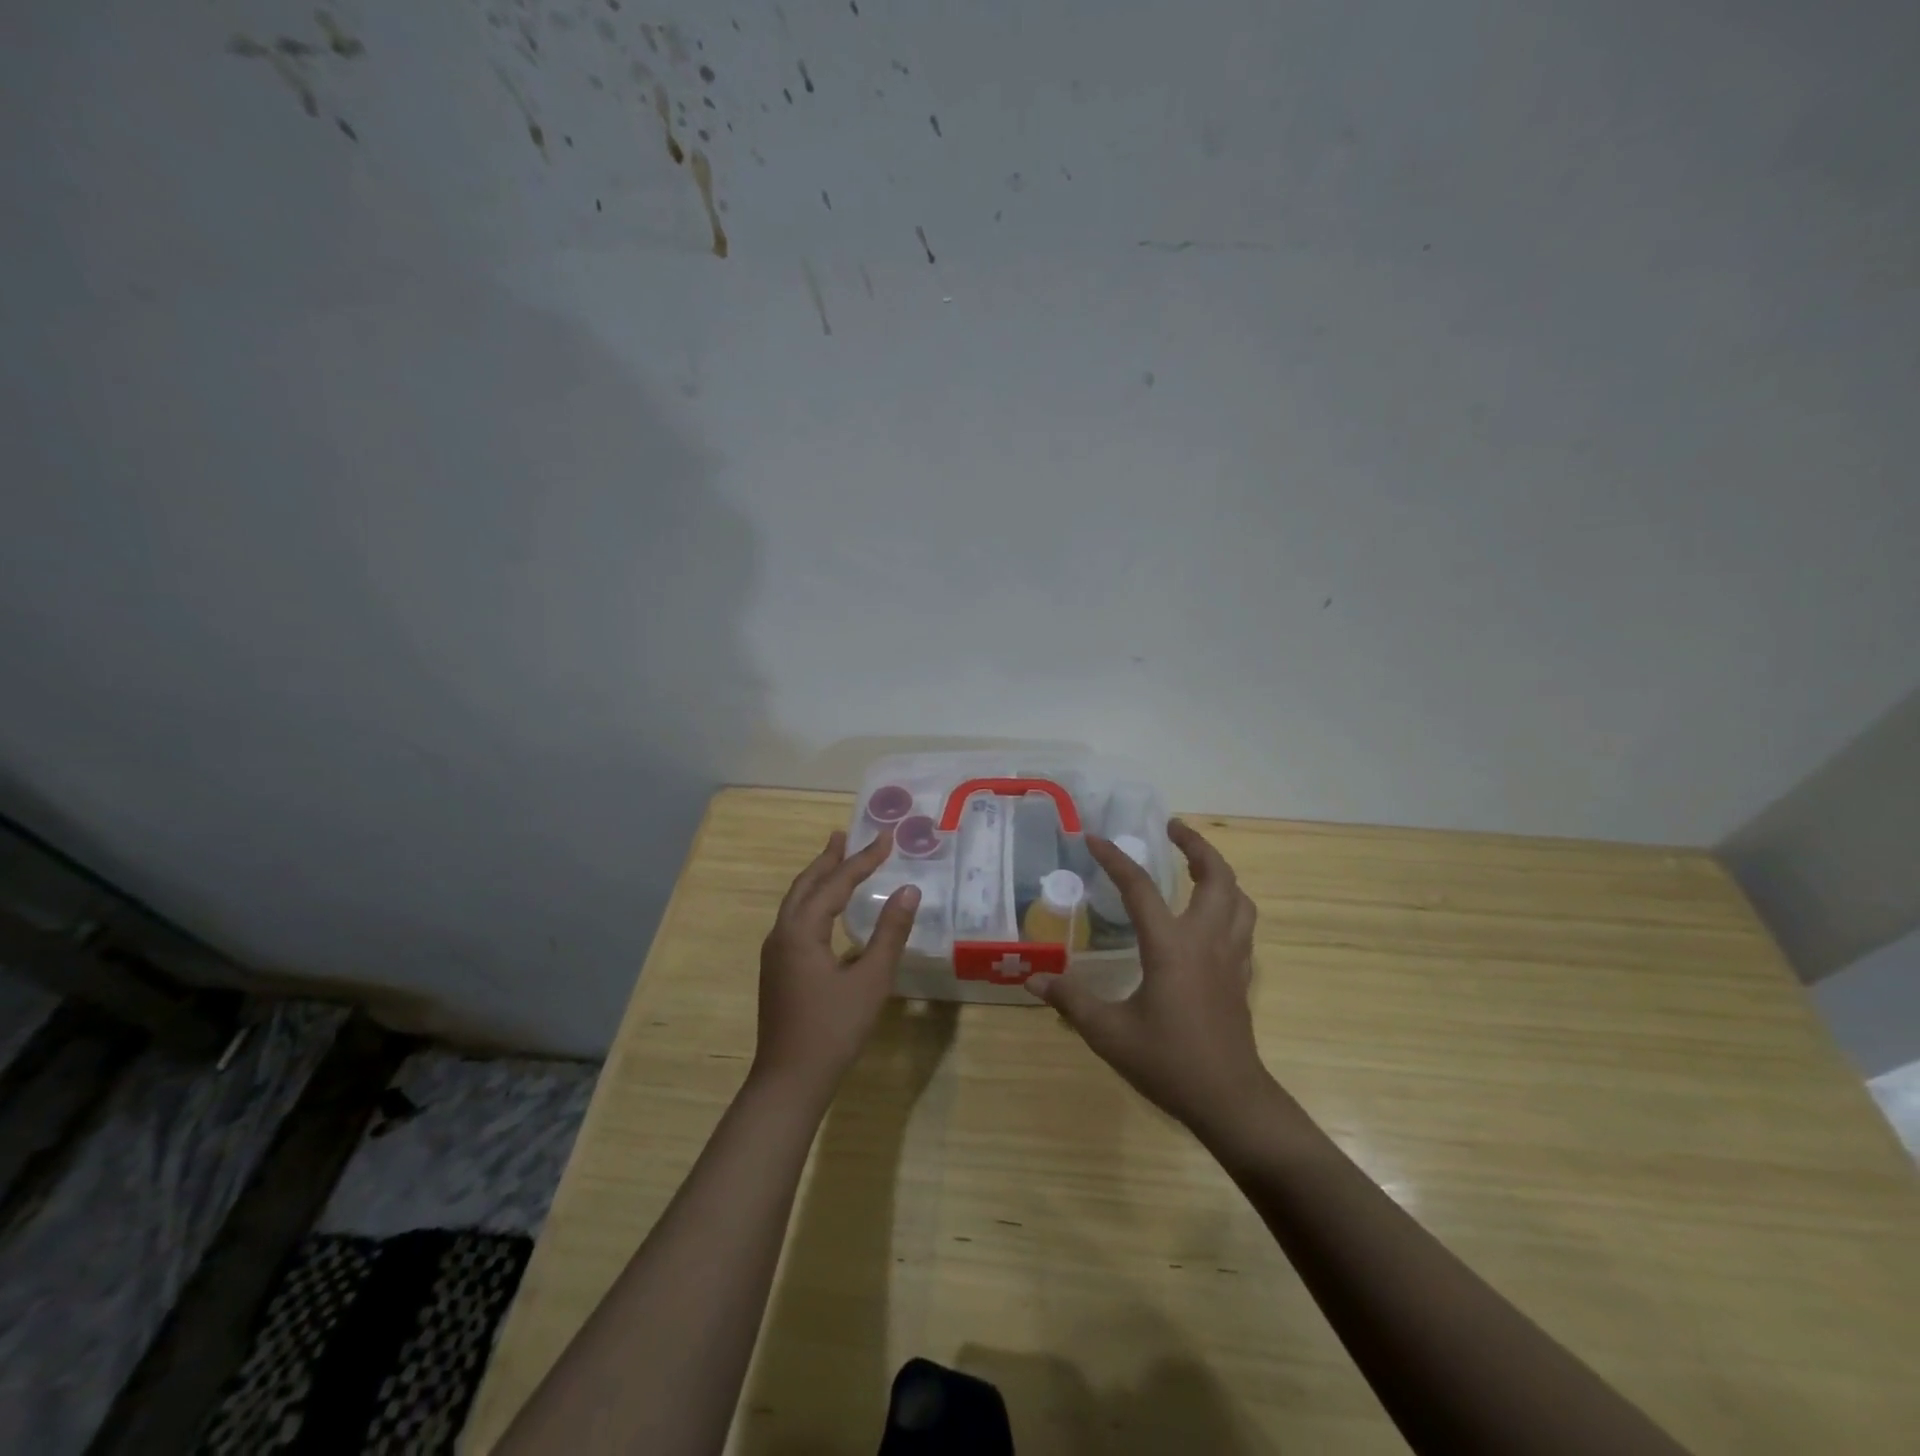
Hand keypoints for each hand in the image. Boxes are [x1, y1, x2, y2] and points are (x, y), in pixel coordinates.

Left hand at [753, 829, 920, 1099]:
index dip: (863, 859)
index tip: (887, 838)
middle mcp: (782, 933)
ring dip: (817, 879)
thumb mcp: (871, 979)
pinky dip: (813, 902)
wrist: (789, 1080)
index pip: (836, 883)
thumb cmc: (834, 1028)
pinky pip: (795, 920)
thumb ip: (890, 932)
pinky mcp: (778, 969)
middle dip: (828, 859)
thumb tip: (909, 891)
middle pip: (806, 884)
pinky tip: (827, 911)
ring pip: (796, 902)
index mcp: (802, 930)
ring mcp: (776, 953)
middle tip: (845, 835)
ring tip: (836, 860)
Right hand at [1027, 819, 1269, 1133]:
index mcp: (1171, 946)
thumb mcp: (1109, 1033)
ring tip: (1196, 865)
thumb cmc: (1169, 1062)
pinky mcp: (1241, 976)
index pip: (1140, 887)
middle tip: (1172, 828)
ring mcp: (1231, 957)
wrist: (1230, 1100)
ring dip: (1219, 872)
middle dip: (1195, 845)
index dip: (1116, 859)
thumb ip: (1071, 1000)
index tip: (1094, 838)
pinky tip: (1211, 917)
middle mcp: (1206, 940)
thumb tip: (1034, 979)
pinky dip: (1229, 905)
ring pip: (1238, 898)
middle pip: (1215, 876)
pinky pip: (1242, 925)